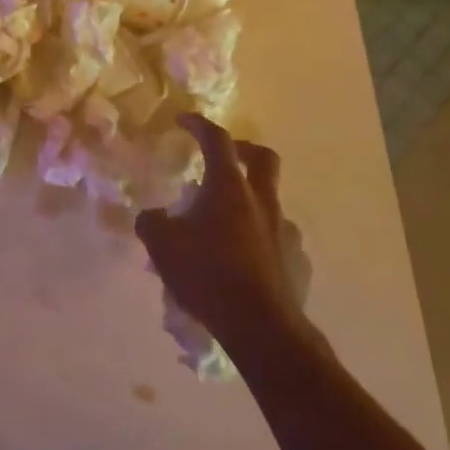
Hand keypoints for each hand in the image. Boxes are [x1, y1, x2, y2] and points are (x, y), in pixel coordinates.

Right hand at [137, 115, 313, 350]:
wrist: (262, 328)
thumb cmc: (208, 275)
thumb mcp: (162, 246)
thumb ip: (152, 223)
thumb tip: (152, 216)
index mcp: (229, 188)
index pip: (216, 140)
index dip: (199, 125)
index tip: (183, 121)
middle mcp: (262, 201)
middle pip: (263, 158)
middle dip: (243, 149)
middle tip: (224, 156)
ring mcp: (285, 231)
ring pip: (271, 201)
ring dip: (250, 201)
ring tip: (226, 224)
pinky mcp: (297, 261)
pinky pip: (278, 238)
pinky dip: (261, 238)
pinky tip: (245, 260)